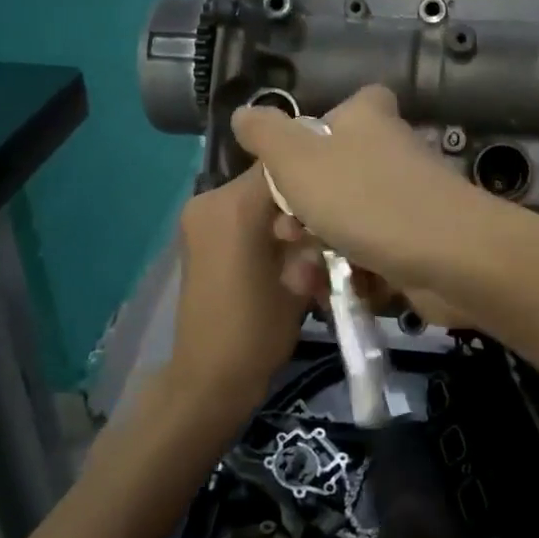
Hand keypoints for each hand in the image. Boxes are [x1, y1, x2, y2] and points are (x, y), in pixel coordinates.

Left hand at [164, 166, 308, 424]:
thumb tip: (327, 211)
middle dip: (299, 194)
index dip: (316, 173)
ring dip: (282, 210)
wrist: (208, 376)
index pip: (284, 161)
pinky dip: (262, 222)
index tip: (341, 193)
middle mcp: (210, 200)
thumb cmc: (258, 331)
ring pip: (254, 194)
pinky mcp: (197, 233)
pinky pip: (239, 211)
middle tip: (328, 222)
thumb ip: (312, 236)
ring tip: (309, 239)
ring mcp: (199, 216)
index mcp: (234, 206)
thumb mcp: (300, 279)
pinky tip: (285, 248)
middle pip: (268, 177)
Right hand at [230, 85, 494, 291]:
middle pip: (328, 177)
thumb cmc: (364, 198)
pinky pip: (368, 253)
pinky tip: (329, 292)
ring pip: (344, 221)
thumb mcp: (297, 159)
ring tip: (303, 277)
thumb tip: (244, 113)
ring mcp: (405, 200)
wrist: (450, 257)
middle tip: (286, 235)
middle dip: (298, 214)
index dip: (303, 142)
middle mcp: (388, 152)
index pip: (333, 113)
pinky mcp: (414, 242)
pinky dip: (348, 272)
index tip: (284, 173)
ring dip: (315, 251)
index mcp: (366, 119)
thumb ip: (265, 134)